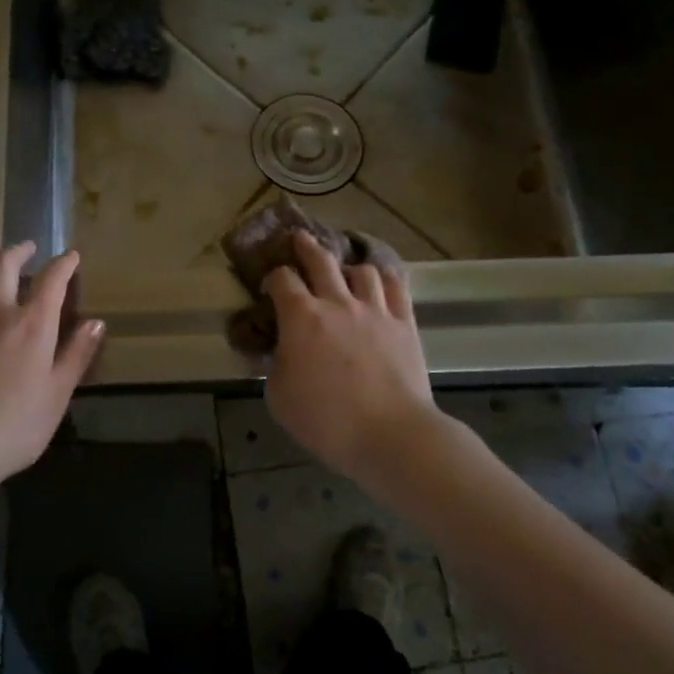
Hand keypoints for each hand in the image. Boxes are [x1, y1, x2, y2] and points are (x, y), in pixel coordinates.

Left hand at [0, 242, 103, 494]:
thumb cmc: (15, 426)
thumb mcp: (58, 394)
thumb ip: (77, 354)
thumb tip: (96, 322)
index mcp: (32, 324)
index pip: (52, 280)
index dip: (64, 264)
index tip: (72, 256)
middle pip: (4, 265)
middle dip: (19, 251)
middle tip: (29, 248)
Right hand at [262, 231, 439, 484]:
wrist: (390, 434)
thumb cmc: (326, 420)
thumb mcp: (279, 398)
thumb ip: (273, 367)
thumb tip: (274, 351)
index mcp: (301, 318)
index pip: (282, 279)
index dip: (272, 277)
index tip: (268, 288)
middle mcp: (337, 303)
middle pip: (320, 260)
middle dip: (306, 246)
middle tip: (299, 239)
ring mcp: (375, 310)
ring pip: (362, 270)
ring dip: (349, 267)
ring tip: (345, 272)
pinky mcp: (405, 323)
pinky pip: (397, 287)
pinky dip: (386, 278)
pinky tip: (381, 280)